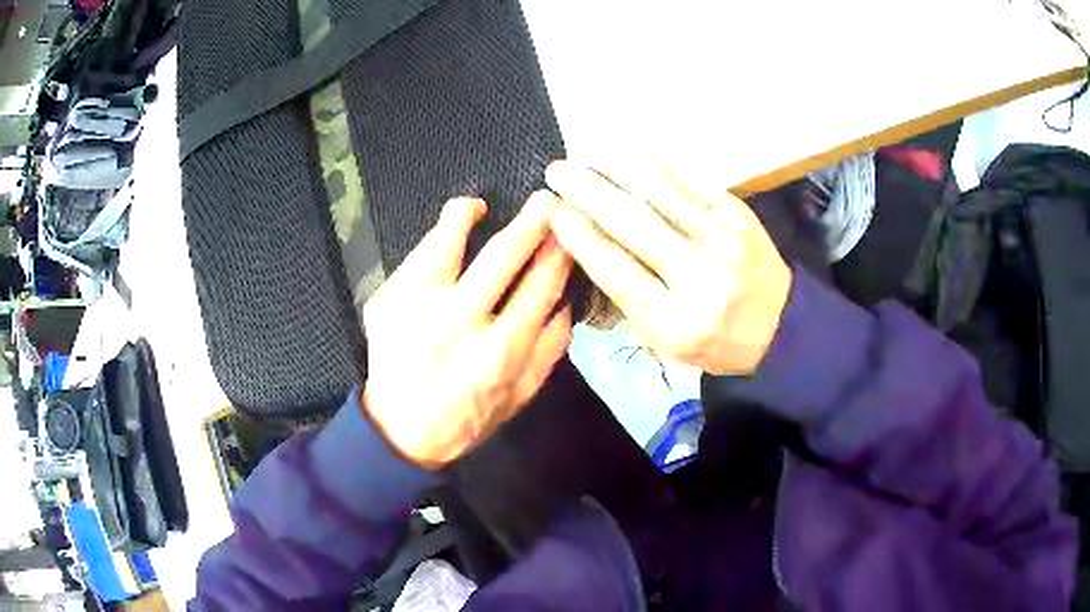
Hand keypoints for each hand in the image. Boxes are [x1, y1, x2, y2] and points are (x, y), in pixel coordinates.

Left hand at [362, 195, 573, 469]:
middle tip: (543, 200)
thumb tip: (566, 299)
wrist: (399, 432)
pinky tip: (444, 238)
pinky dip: (433, 241)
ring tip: (477, 207)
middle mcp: (458, 322)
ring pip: (446, 240)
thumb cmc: (468, 418)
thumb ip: (551, 348)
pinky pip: (416, 257)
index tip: (567, 229)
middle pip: (503, 253)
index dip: (559, 250)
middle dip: (531, 219)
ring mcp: (415, 307)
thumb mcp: (522, 396)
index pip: (542, 283)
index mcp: (500, 351)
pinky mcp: (386, 302)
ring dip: (466, 213)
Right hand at [544, 160, 791, 374]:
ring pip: (660, 194)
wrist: (781, 326)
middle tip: (557, 172)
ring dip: (616, 169)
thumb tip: (589, 247)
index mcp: (672, 320)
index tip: (552, 209)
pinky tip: (631, 150)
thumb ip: (627, 299)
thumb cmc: (715, 341)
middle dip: (587, 192)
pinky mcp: (739, 216)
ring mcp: (722, 240)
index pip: (613, 267)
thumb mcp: (665, 341)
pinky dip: (658, 164)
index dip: (577, 232)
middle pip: (631, 223)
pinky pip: (691, 182)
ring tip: (587, 155)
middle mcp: (697, 277)